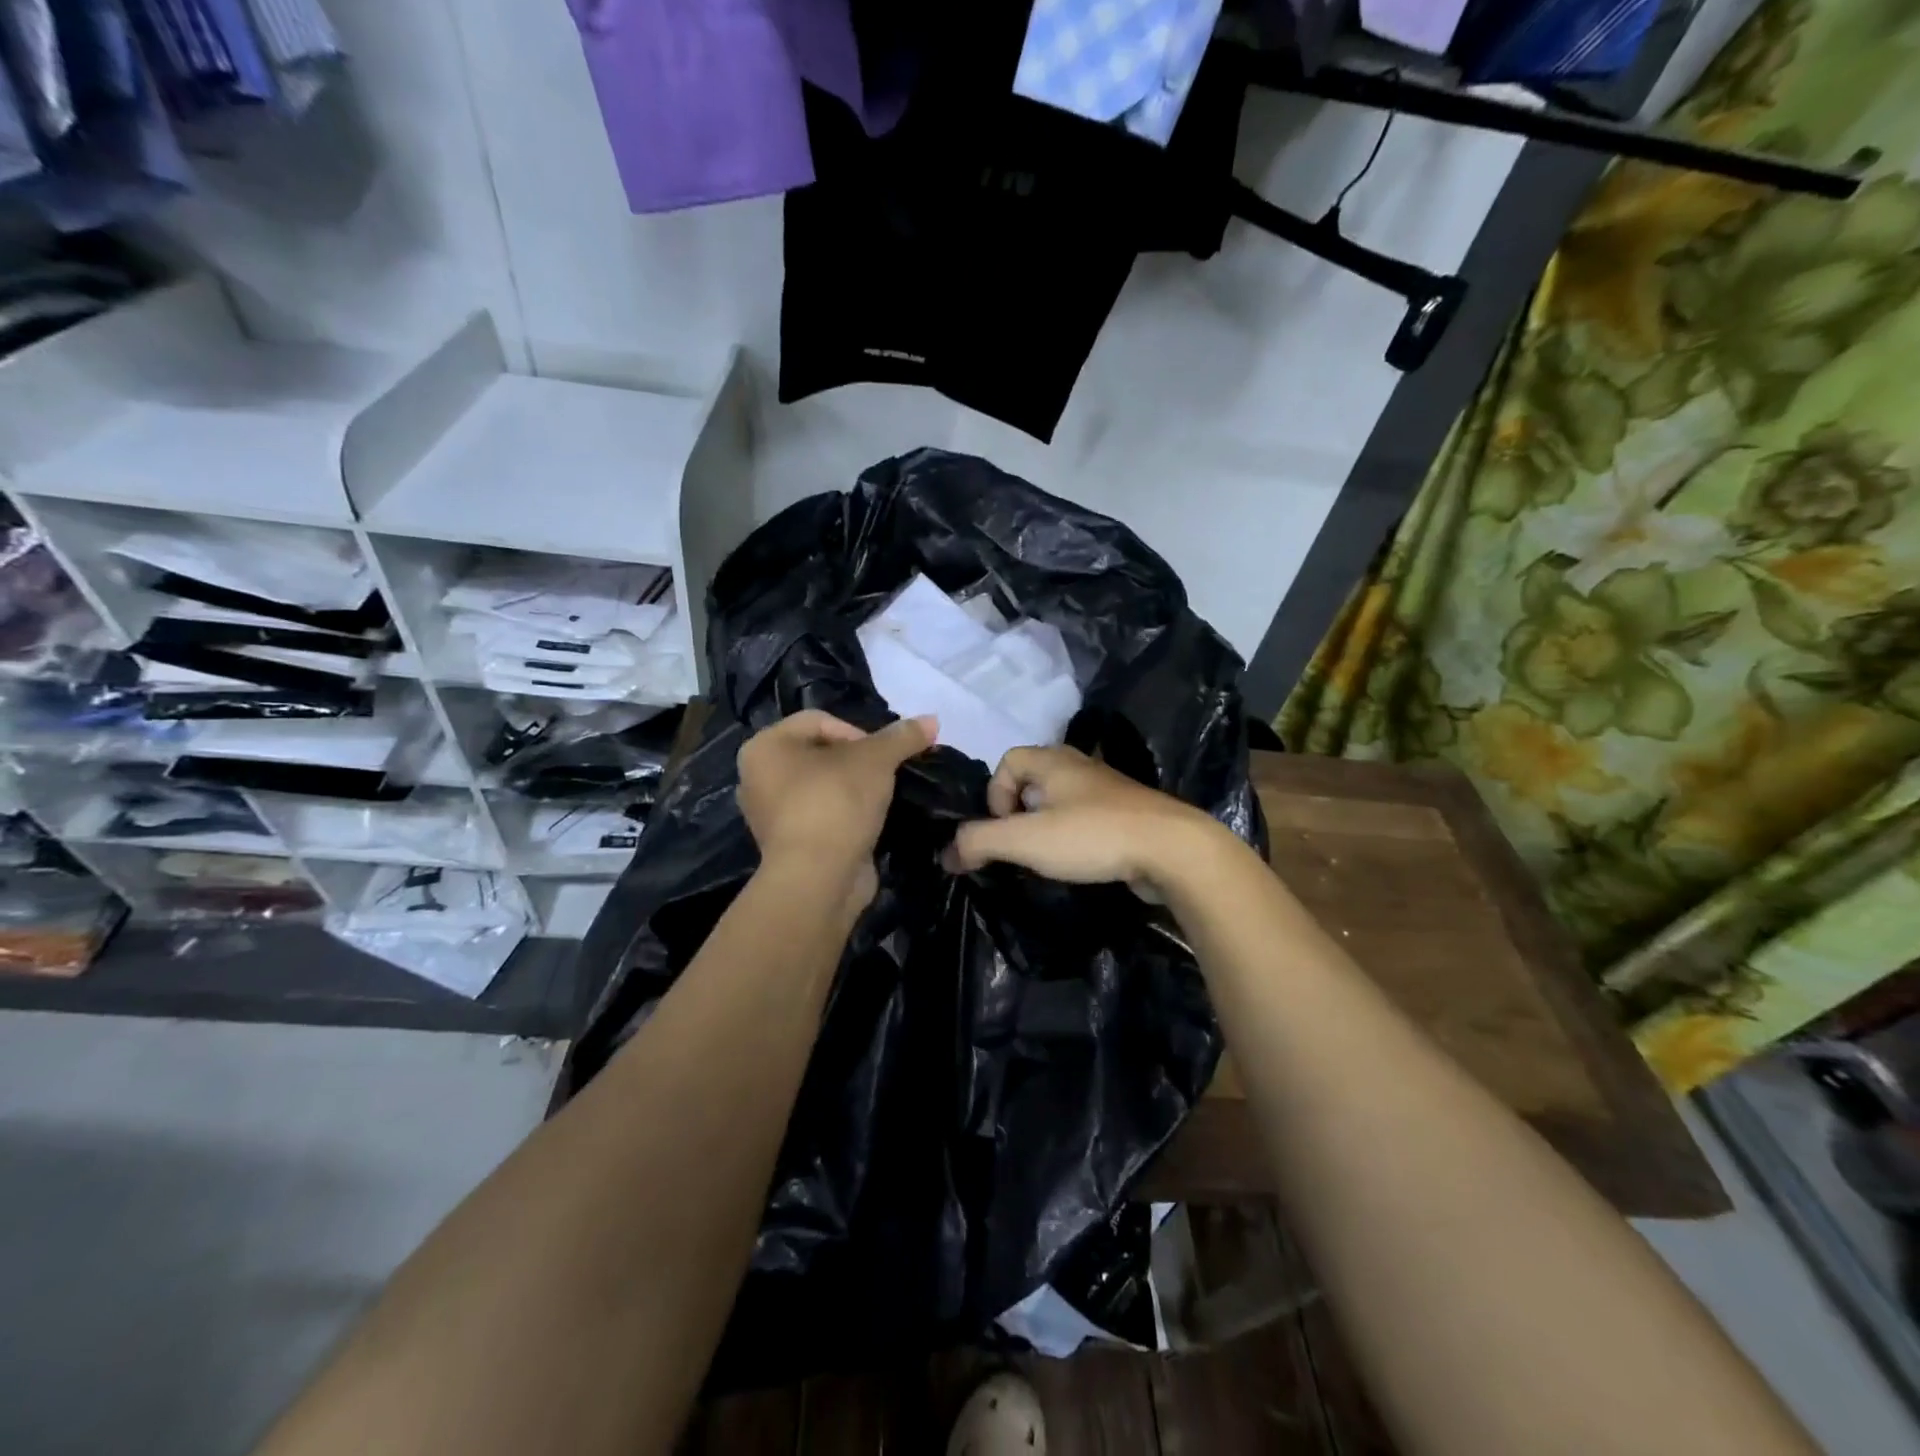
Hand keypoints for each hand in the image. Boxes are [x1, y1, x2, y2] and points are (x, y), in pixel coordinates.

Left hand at [737, 710, 936, 901]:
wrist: (819, 879)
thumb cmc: (836, 803)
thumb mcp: (876, 760)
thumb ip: (902, 737)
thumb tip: (932, 719)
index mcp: (764, 747)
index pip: (819, 720)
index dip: (858, 732)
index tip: (882, 757)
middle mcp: (757, 778)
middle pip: (821, 753)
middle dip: (858, 761)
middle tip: (886, 775)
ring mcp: (771, 816)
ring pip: (823, 787)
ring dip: (854, 790)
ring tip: (881, 798)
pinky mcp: (789, 846)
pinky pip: (823, 817)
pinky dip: (846, 816)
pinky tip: (870, 822)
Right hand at [942, 745, 1230, 895]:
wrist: (1172, 849)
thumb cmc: (1092, 835)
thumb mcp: (1025, 840)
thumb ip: (979, 843)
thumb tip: (946, 855)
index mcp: (1053, 760)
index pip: (1007, 761)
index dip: (995, 794)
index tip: (1004, 829)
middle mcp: (1080, 765)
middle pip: (1034, 778)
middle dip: (1020, 812)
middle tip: (1024, 843)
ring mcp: (1109, 788)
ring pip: (1063, 799)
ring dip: (1049, 824)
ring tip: (1050, 856)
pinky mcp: (1129, 812)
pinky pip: (1089, 816)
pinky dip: (1077, 834)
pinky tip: (1083, 860)